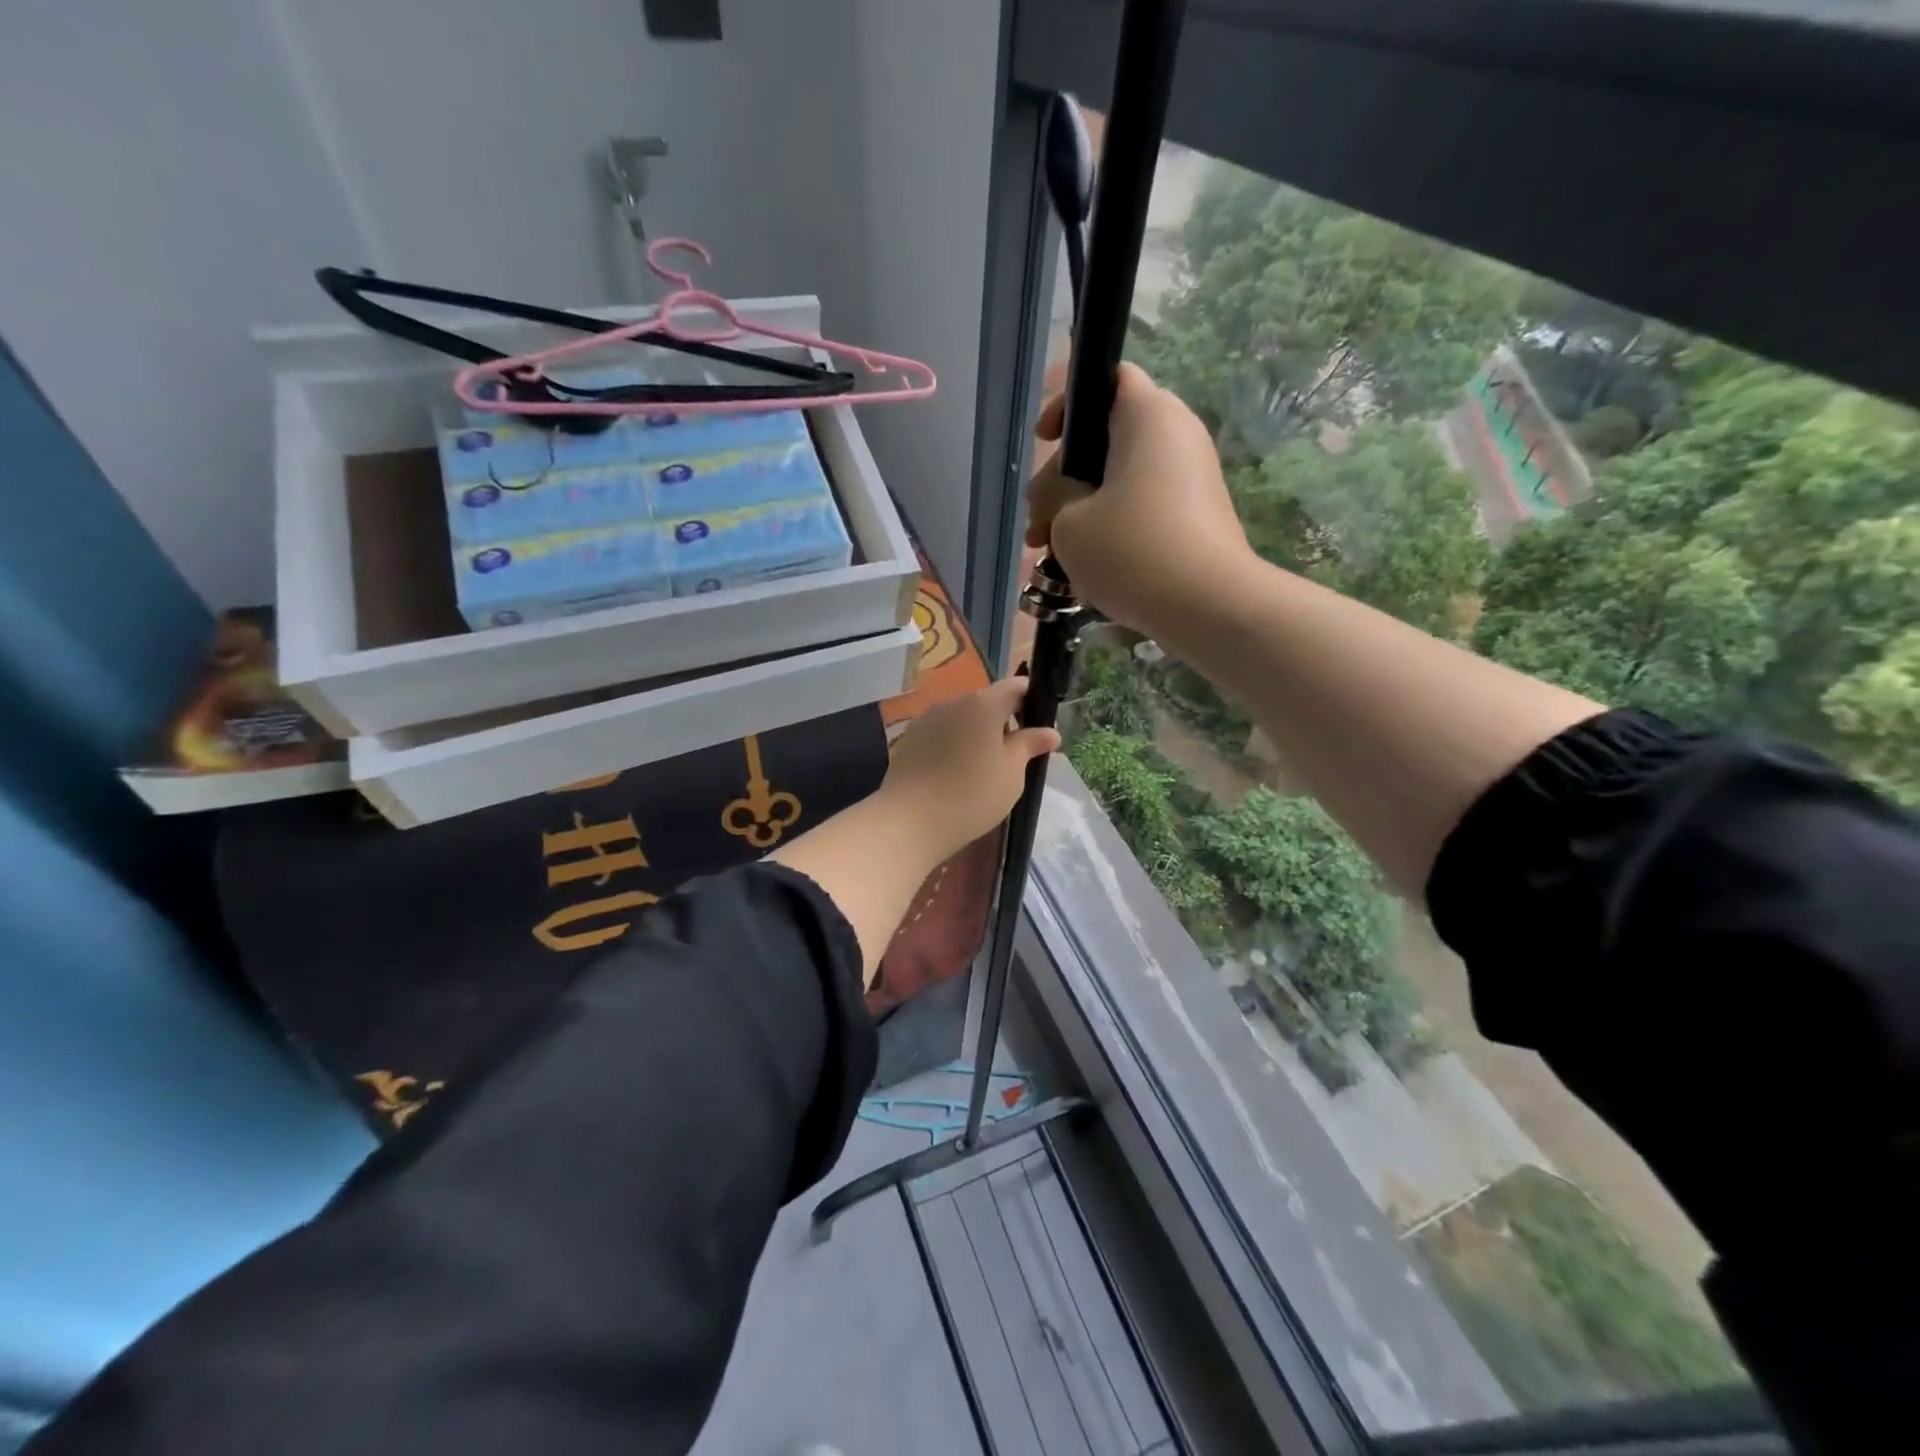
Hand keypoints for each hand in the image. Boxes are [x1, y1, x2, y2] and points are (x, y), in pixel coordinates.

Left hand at [880, 677, 1060, 862]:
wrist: (910, 820)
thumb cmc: (972, 795)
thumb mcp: (1012, 773)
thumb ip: (1029, 746)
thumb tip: (1050, 732)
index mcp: (983, 704)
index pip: (1015, 687)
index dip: (1031, 700)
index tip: (1039, 724)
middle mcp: (953, 702)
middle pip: (986, 702)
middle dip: (1003, 720)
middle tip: (1015, 753)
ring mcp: (927, 719)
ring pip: (962, 718)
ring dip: (976, 733)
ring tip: (984, 767)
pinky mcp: (909, 739)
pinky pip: (941, 733)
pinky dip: (954, 745)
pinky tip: (956, 773)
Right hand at [1025, 363, 1253, 636]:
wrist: (1208, 605)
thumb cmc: (1131, 550)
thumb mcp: (1069, 524)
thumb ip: (1056, 498)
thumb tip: (1066, 500)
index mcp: (1148, 416)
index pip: (1107, 378)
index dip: (1068, 402)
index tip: (1045, 441)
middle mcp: (1177, 436)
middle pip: (1107, 440)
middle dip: (1062, 481)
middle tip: (1035, 527)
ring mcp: (1192, 479)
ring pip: (1121, 482)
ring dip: (1081, 512)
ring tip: (1050, 555)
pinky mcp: (1197, 517)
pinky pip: (1143, 509)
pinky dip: (1112, 529)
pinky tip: (1086, 569)